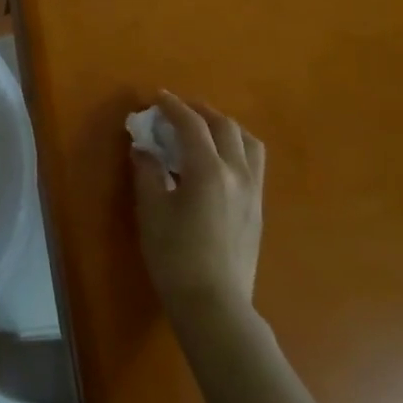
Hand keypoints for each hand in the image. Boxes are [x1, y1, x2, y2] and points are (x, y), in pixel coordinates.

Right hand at [131, 92, 265, 327]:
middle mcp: (238, 173)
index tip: (157, 97)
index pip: (192, 125)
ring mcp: (253, 191)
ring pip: (248, 142)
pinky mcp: (258, 209)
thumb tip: (144, 147)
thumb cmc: (175, 256)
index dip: (173, 107)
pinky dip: (235, 148)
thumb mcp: (152, 211)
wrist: (214, 305)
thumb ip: (148, 172)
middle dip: (200, 112)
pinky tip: (217, 161)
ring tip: (204, 130)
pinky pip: (252, 163)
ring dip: (224, 127)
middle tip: (178, 110)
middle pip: (225, 127)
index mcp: (209, 170)